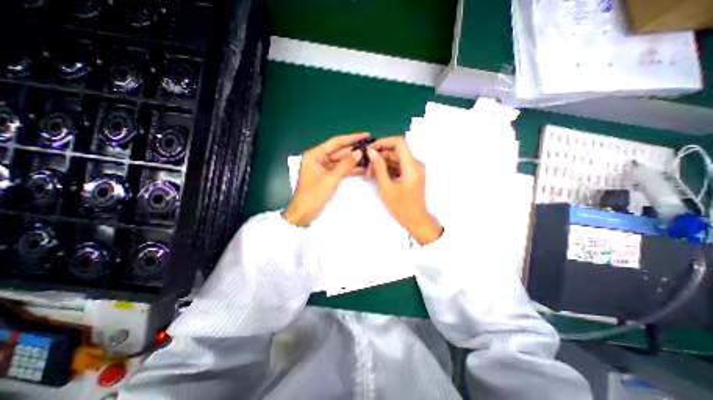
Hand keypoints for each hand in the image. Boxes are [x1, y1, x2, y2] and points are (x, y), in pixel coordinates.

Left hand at [281, 133, 367, 225]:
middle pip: (339, 151)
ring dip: (354, 160)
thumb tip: (359, 153)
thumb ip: (345, 165)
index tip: (366, 135)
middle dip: (354, 150)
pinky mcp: (327, 176)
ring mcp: (323, 168)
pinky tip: (362, 168)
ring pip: (341, 161)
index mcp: (315, 155)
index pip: (335, 142)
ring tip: (369, 157)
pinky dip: (350, 169)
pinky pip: (340, 169)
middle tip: (370, 147)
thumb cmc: (313, 196)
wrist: (304, 214)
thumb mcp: (331, 179)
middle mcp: (318, 158)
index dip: (351, 138)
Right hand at [367, 135, 440, 243]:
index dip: (383, 142)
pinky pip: (398, 165)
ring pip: (395, 158)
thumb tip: (371, 151)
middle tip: (368, 169)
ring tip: (371, 175)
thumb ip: (379, 167)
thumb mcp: (386, 187)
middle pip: (395, 151)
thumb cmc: (401, 207)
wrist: (416, 220)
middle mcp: (415, 164)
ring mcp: (414, 169)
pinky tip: (379, 177)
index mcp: (412, 166)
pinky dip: (388, 169)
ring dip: (382, 163)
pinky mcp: (412, 174)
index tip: (370, 149)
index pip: (399, 142)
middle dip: (380, 157)